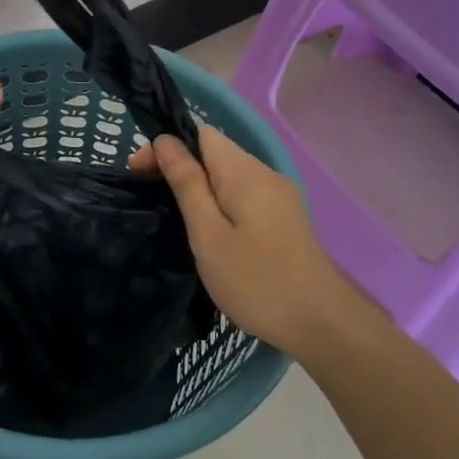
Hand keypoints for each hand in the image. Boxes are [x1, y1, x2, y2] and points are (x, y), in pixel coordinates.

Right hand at [132, 124, 374, 369]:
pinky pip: (241, 194)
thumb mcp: (209, 234)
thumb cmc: (256, 281)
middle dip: (177, 166)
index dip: (166, 145)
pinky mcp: (282, 217)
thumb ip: (187, 184)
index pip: (200, 134)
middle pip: (213, 152)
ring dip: (196, 185)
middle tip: (148, 197)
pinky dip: (217, 201)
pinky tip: (205, 228)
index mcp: (245, 173)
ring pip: (227, 175)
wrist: (321, 324)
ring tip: (171, 214)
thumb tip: (165, 141)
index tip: (137, 173)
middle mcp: (264, 174)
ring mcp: (278, 196)